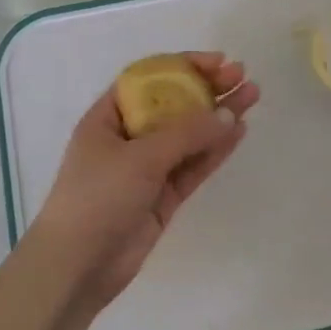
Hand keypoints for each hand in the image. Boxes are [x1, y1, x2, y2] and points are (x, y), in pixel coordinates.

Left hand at [25, 52, 259, 314]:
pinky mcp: (163, 196)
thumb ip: (187, 134)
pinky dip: (215, 149)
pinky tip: (239, 131)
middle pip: (173, 105)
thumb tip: (228, 114)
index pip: (148, 80)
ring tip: (252, 97)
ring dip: (218, 116)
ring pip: (189, 135)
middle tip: (242, 76)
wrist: (78, 267)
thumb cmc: (97, 197)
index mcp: (107, 118)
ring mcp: (147, 168)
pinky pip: (193, 165)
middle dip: (207, 89)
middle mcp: (127, 138)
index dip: (183, 66)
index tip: (217, 61)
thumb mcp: (140, 158)